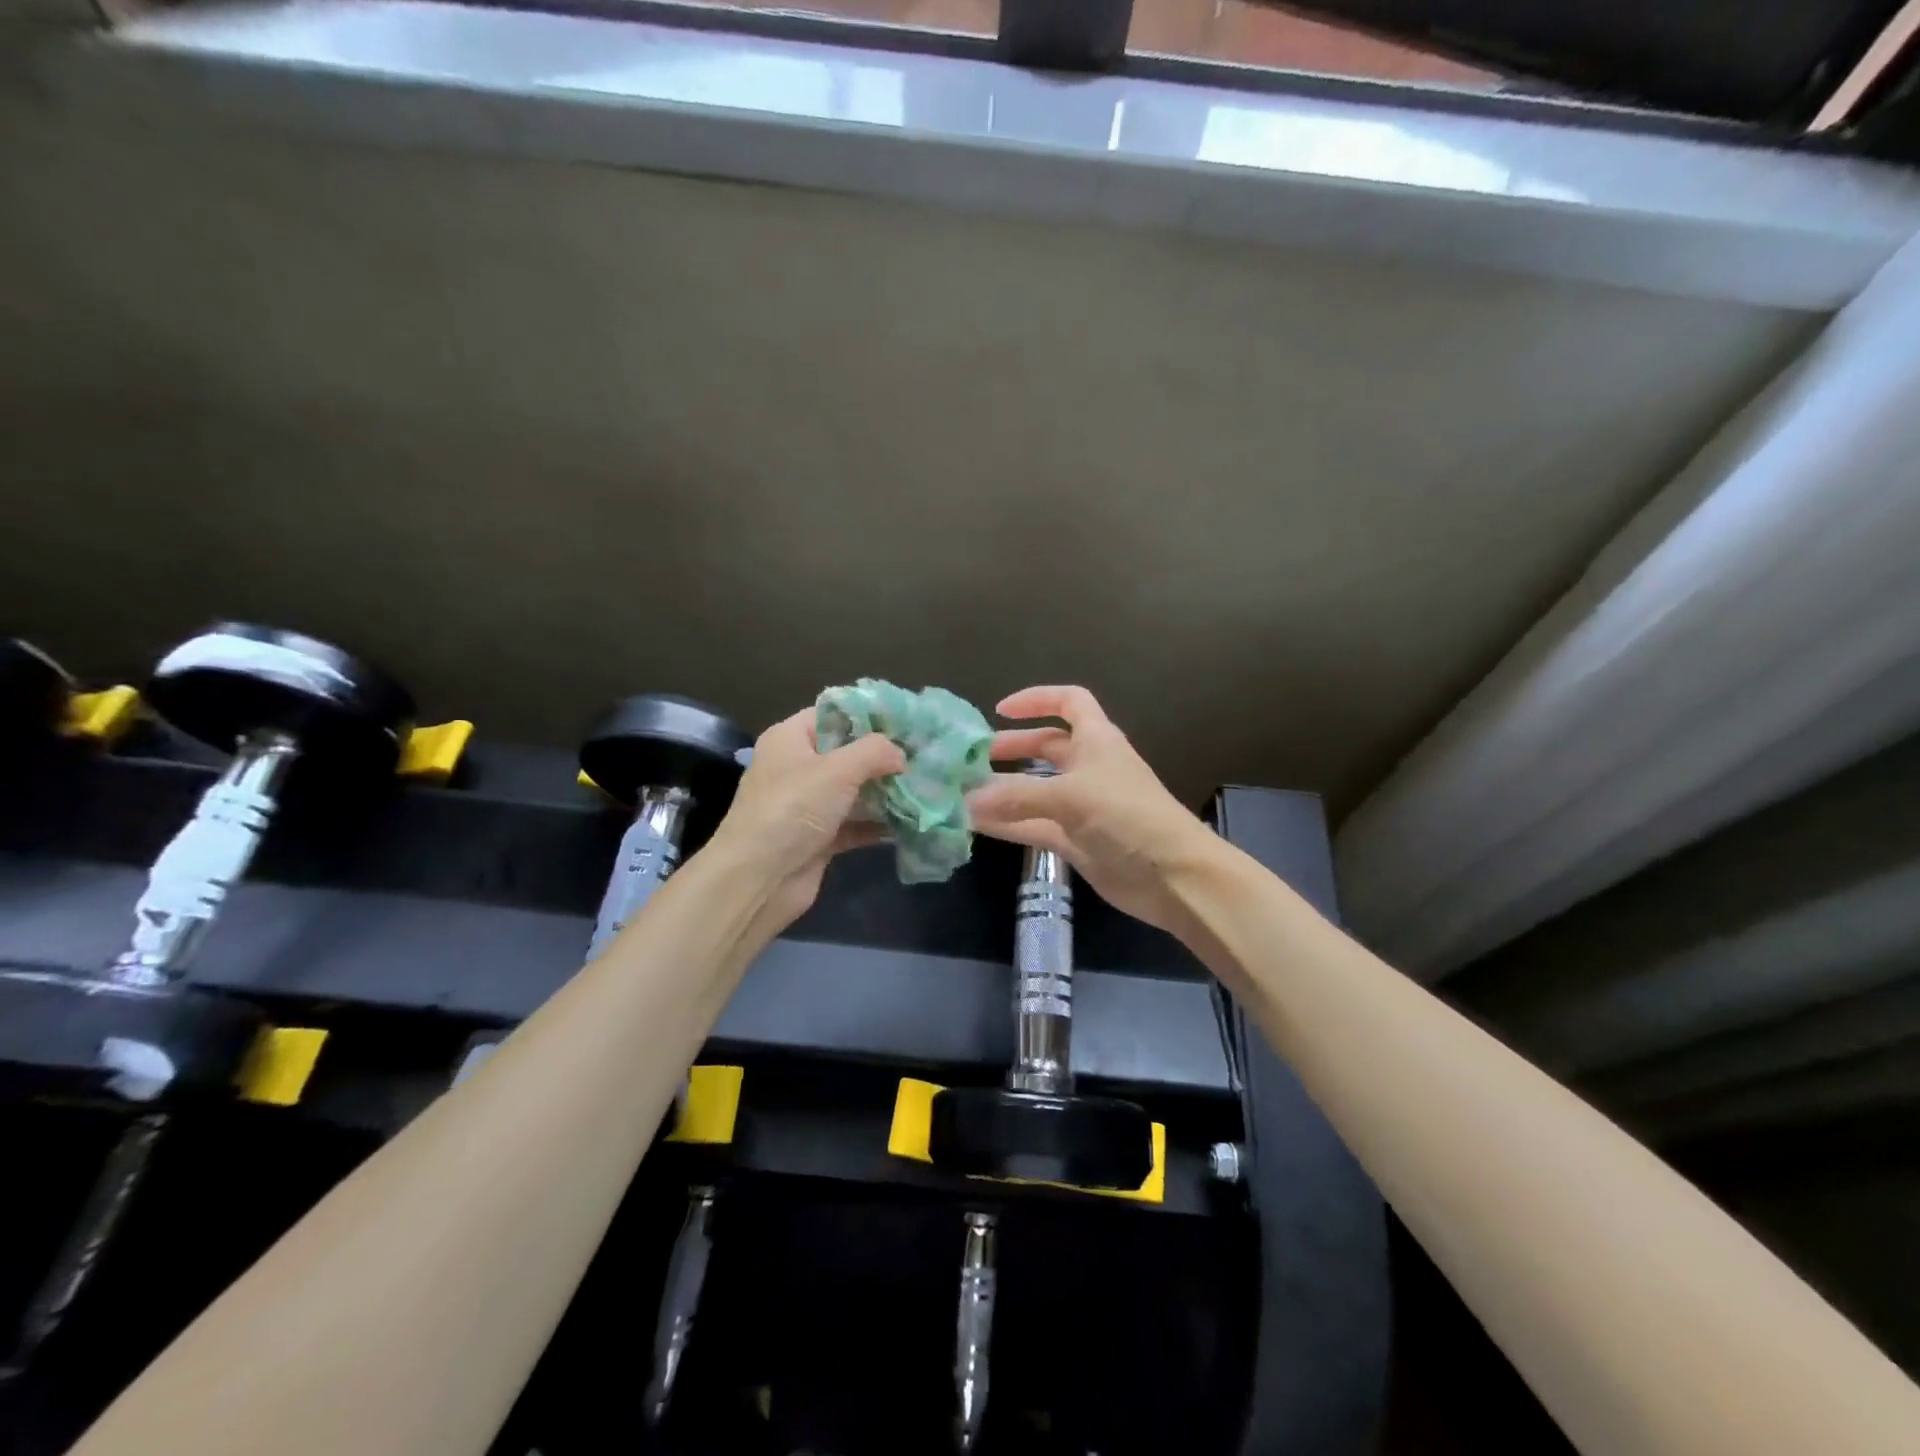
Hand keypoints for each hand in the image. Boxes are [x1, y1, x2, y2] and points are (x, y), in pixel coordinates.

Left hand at [703, 708, 906, 934]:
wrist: (759, 879)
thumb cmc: (793, 809)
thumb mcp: (838, 769)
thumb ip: (875, 752)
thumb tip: (900, 755)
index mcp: (790, 739)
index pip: (832, 714)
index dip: (869, 715)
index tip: (907, 720)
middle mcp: (796, 768)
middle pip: (847, 754)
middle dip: (884, 757)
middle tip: (924, 755)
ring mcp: (807, 806)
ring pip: (853, 791)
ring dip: (885, 792)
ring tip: (925, 786)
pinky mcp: (818, 839)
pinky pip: (854, 824)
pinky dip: (878, 824)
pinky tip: (910, 822)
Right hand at [965, 686, 1220, 933]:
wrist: (1173, 876)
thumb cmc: (1128, 817)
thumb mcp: (1070, 796)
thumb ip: (1017, 796)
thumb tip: (967, 799)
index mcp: (1097, 740)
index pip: (1069, 702)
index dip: (1037, 700)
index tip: (1000, 710)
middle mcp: (1089, 767)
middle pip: (1047, 747)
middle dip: (1012, 748)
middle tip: (973, 759)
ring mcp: (1082, 806)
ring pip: (1036, 789)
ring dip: (1004, 789)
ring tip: (965, 791)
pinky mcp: (1076, 840)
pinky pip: (1034, 825)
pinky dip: (1008, 823)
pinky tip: (977, 824)